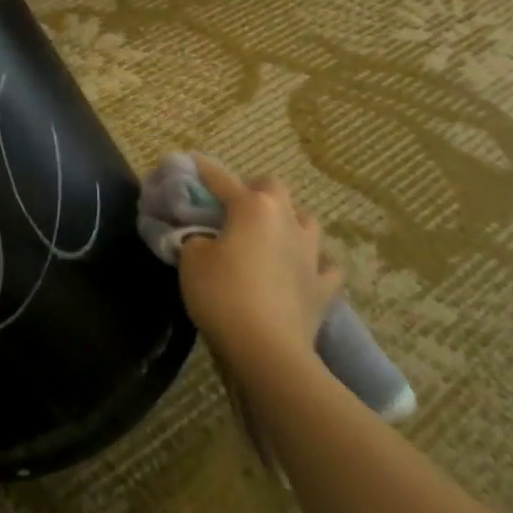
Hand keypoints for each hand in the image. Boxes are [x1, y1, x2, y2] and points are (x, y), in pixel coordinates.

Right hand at [177, 157, 341, 370]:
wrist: (268, 351)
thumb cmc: (223, 294)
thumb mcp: (191, 259)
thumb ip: (193, 237)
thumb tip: (200, 236)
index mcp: (252, 206)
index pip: (220, 178)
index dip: (201, 170)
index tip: (188, 162)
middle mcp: (286, 220)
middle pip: (273, 187)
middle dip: (253, 189)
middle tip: (232, 203)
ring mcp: (310, 254)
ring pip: (306, 220)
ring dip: (288, 220)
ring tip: (269, 232)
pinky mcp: (323, 287)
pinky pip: (323, 265)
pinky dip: (312, 263)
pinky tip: (301, 269)